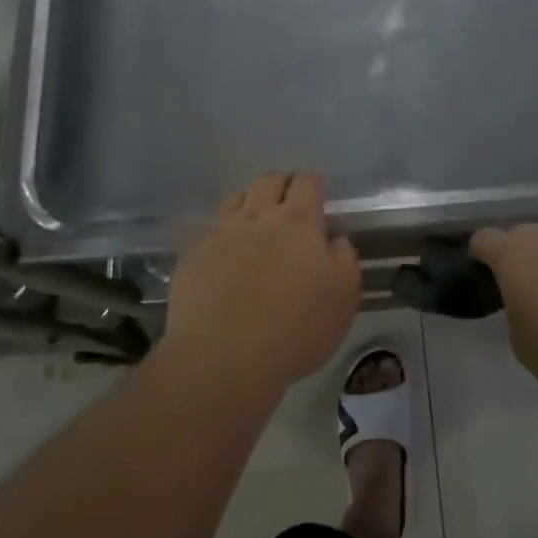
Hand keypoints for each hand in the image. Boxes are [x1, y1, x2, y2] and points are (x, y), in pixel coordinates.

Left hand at [163, 172, 360, 398]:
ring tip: (254, 221)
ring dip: (248, 202)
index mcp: (298, 222)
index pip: (307, 182)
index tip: (318, 195)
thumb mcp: (343, 298)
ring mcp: (221, 232)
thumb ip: (344, 259)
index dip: (313, 183)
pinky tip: (222, 251)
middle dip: (281, 184)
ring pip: (235, 198)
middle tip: (288, 202)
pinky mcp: (193, 253)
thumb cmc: (295, 330)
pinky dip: (220, 233)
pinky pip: (208, 229)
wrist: (224, 357)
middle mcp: (258, 216)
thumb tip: (335, 238)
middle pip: (269, 180)